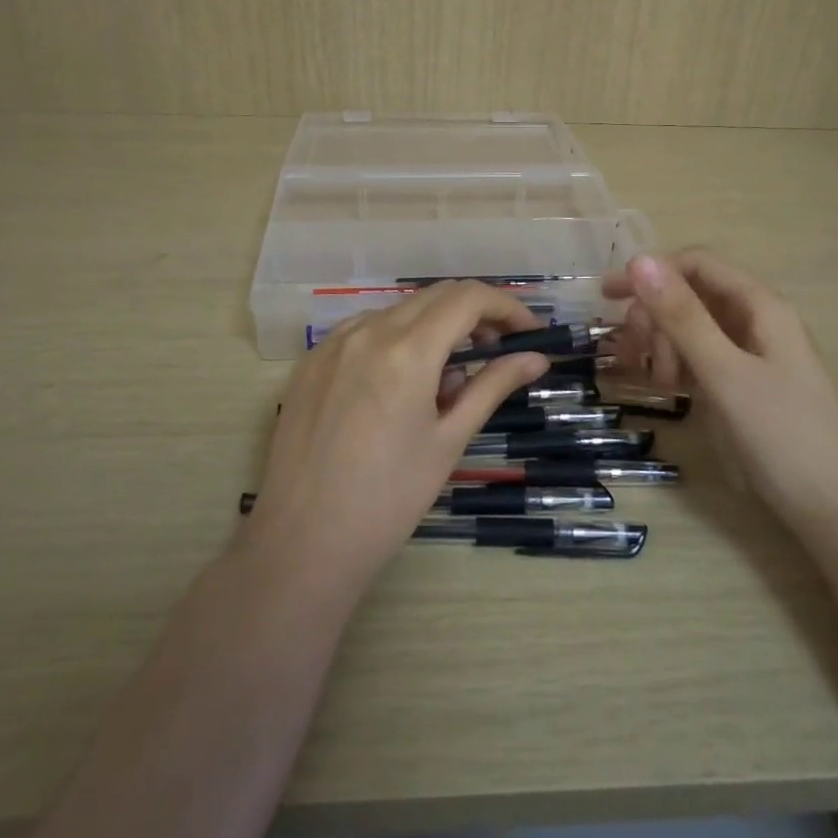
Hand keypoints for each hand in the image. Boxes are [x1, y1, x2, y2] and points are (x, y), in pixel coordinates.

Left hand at [242, 283, 550, 594]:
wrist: (302, 542)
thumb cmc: (388, 499)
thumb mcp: (449, 441)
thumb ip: (492, 386)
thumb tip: (536, 358)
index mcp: (406, 350)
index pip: (468, 298)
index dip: (507, 307)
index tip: (530, 332)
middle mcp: (367, 331)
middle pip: (435, 296)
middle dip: (474, 313)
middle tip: (498, 350)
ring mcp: (332, 343)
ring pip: (398, 311)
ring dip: (434, 326)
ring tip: (446, 379)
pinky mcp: (310, 361)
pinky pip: (364, 330)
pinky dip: (396, 340)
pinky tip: (400, 384)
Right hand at [605, 250, 837, 525]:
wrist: (832, 512)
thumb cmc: (782, 437)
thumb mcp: (725, 373)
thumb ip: (682, 317)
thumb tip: (639, 259)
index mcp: (760, 307)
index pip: (697, 264)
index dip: (651, 272)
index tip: (608, 298)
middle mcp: (756, 322)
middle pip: (691, 295)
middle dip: (655, 316)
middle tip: (632, 355)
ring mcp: (750, 355)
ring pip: (692, 329)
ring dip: (662, 343)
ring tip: (654, 381)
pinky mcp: (743, 385)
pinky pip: (699, 358)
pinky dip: (676, 365)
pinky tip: (663, 387)